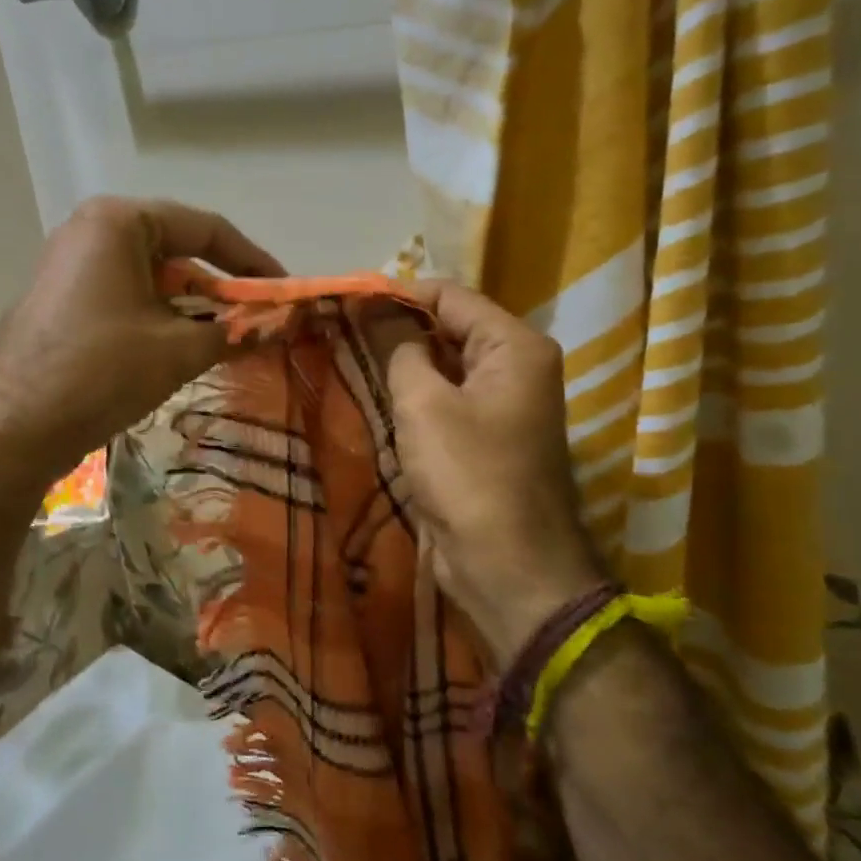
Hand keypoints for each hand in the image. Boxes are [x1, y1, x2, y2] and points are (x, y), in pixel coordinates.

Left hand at [0, 197, 282, 481]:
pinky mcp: (64, 300)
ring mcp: (72, 266)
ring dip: (191, 308)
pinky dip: (159, 318)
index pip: (205, 228)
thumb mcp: (177, 349)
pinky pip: (126, 297)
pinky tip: (181, 349)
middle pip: (176, 251)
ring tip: (225, 340)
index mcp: (119, 222)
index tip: (284, 290)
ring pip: (151, 279)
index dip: (251, 261)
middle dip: (219, 288)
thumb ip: (234, 331)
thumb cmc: (100, 370)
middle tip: (256, 320)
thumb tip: (281, 326)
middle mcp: (92, 231)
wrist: (11, 426)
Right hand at [383, 282, 608, 664]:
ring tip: (350, 353)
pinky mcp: (488, 438)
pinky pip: (448, 400)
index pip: (452, 296)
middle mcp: (518, 367)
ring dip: (403, 362)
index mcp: (516, 346)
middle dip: (398, 327)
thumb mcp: (424, 404)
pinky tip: (377, 394)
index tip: (348, 298)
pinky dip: (416, 394)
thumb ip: (400, 349)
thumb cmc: (468, 474)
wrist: (508, 567)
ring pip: (446, 366)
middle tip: (342, 326)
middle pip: (451, 328)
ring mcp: (505, 405)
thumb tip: (379, 311)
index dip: (398, 293)